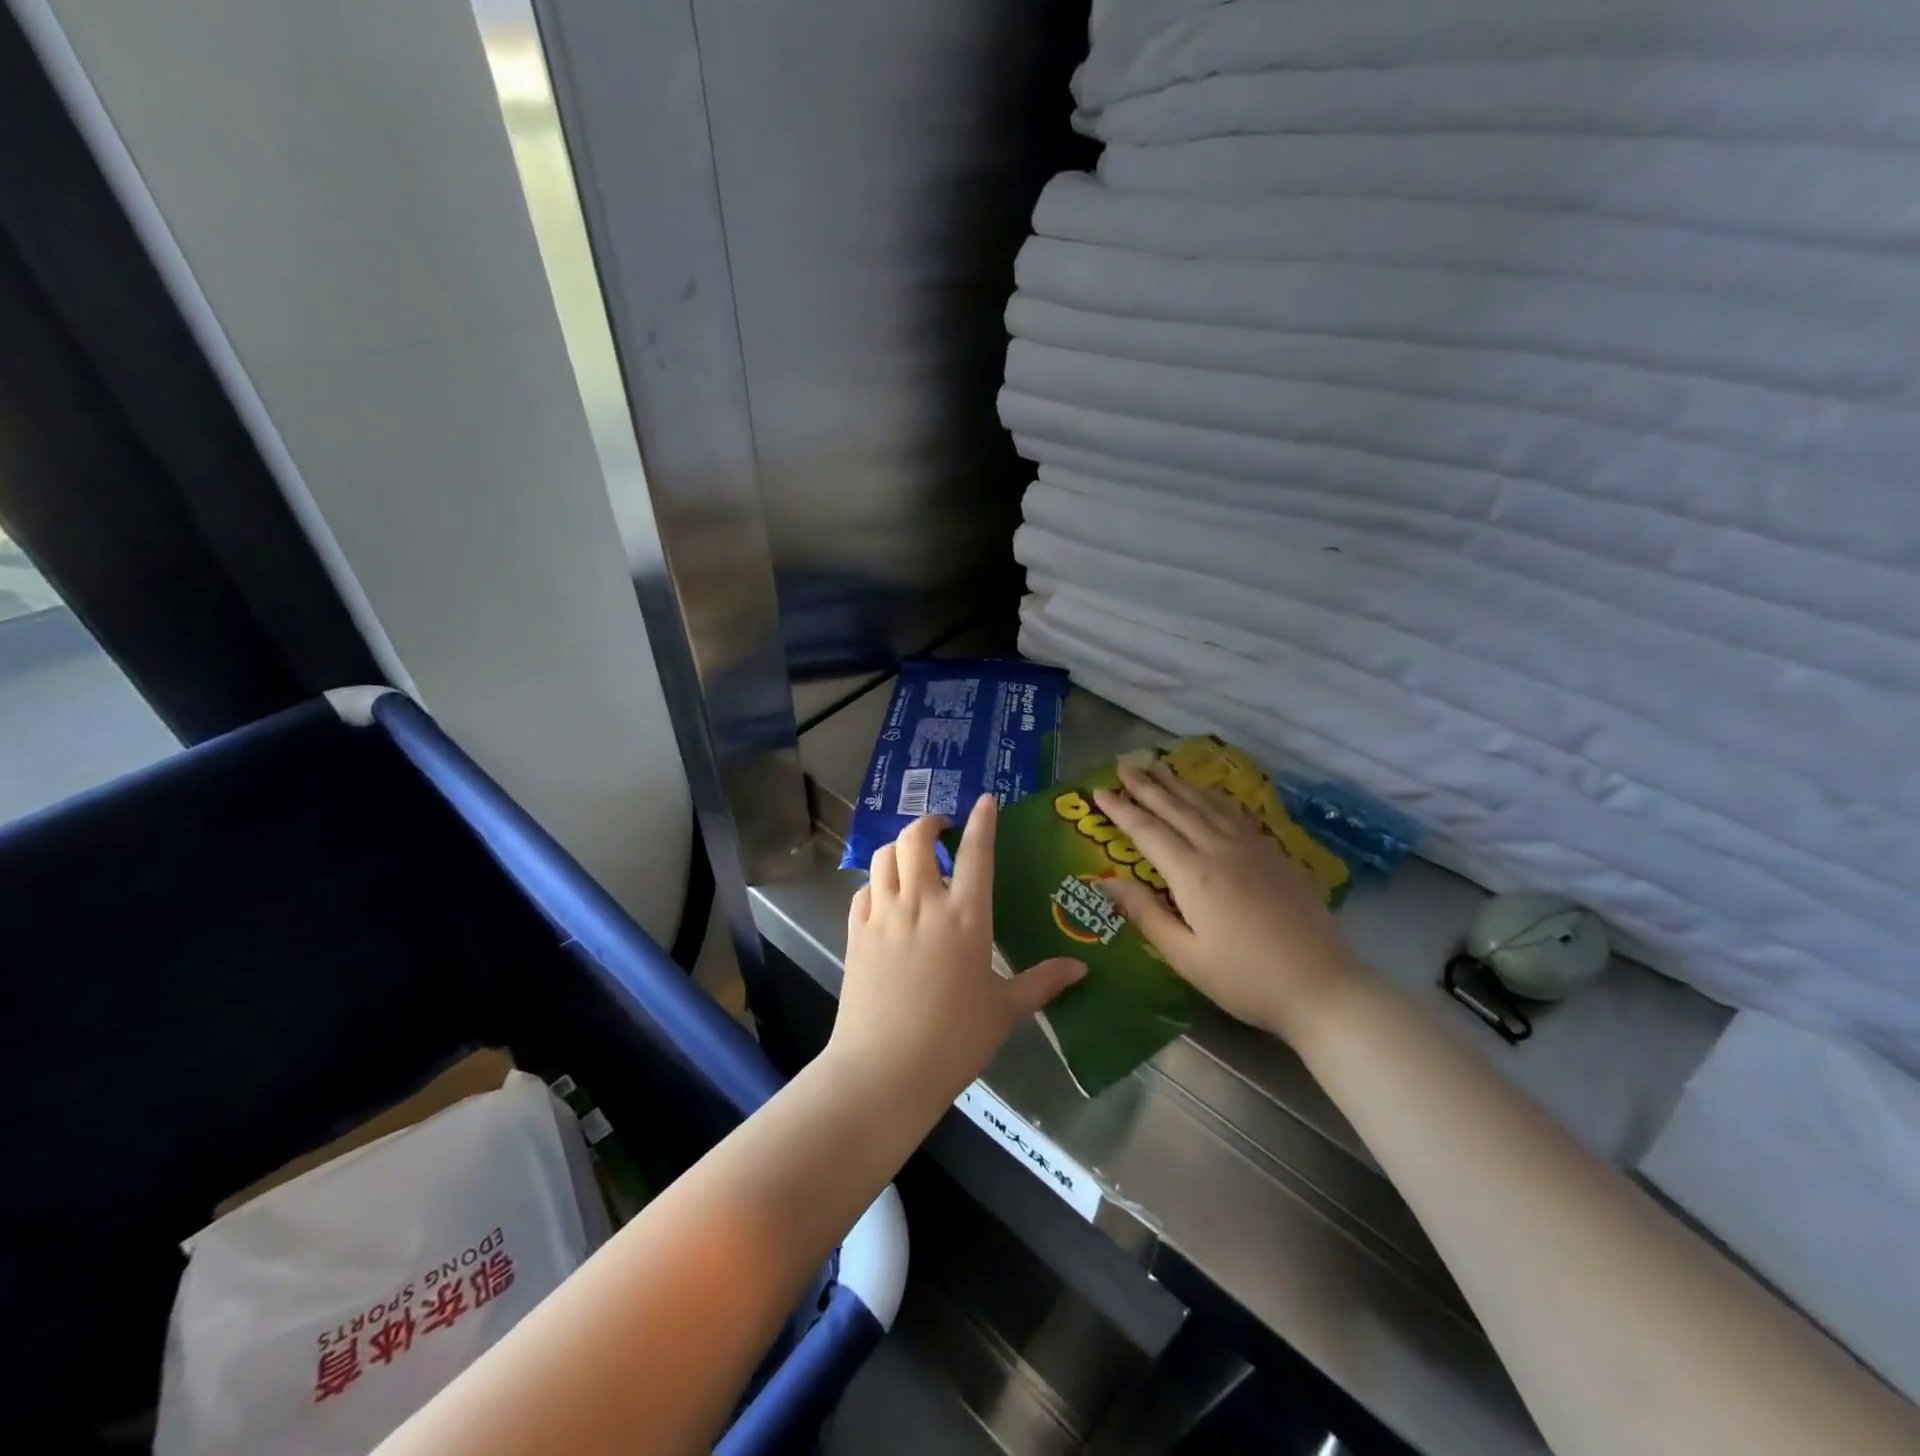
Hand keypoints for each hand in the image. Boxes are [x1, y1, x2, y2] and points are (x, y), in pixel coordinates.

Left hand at [829, 796, 1084, 1115]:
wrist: (884, 1071)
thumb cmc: (953, 1041)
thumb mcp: (1004, 1011)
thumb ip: (1041, 983)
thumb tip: (1081, 969)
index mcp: (966, 917)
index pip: (976, 852)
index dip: (982, 820)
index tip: (985, 800)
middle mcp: (923, 903)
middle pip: (916, 839)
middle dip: (929, 823)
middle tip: (942, 831)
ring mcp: (884, 915)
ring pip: (884, 856)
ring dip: (899, 847)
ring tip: (913, 858)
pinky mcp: (856, 932)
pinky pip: (863, 890)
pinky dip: (876, 882)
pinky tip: (886, 897)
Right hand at [1093, 760, 1359, 1041]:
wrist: (1322, 986)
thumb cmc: (1245, 979)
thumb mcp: (1185, 956)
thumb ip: (1144, 914)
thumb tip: (1105, 881)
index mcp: (1194, 875)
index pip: (1148, 832)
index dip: (1121, 810)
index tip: (1098, 790)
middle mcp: (1220, 850)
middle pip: (1177, 808)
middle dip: (1147, 785)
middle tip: (1123, 764)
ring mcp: (1252, 848)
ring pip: (1207, 805)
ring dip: (1179, 784)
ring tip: (1158, 766)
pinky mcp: (1274, 855)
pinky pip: (1235, 813)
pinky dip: (1213, 797)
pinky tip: (1207, 793)